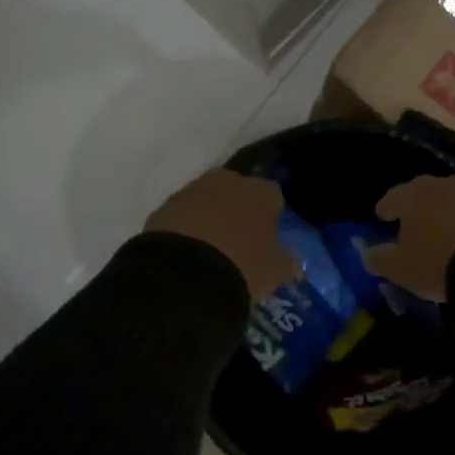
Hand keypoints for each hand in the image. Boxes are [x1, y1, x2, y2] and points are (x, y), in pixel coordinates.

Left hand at [145, 169, 295, 299]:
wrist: (184, 273)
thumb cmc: (243, 266)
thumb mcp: (273, 272)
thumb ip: (285, 263)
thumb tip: (291, 264)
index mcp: (261, 191)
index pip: (273, 196)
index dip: (271, 216)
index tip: (268, 238)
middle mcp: (228, 180)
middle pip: (238, 192)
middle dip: (238, 211)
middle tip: (238, 242)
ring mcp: (192, 191)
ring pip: (207, 201)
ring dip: (209, 219)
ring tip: (209, 251)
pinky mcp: (164, 207)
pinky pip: (182, 216)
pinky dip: (185, 229)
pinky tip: (186, 254)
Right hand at [363, 174, 454, 301]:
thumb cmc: (437, 262)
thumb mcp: (400, 268)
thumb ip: (379, 259)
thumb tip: (367, 254)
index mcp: (410, 195)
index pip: (391, 198)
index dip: (385, 209)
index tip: (382, 217)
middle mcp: (438, 185)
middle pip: (420, 192)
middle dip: (414, 206)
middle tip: (411, 222)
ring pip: (447, 198)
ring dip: (441, 210)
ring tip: (440, 228)